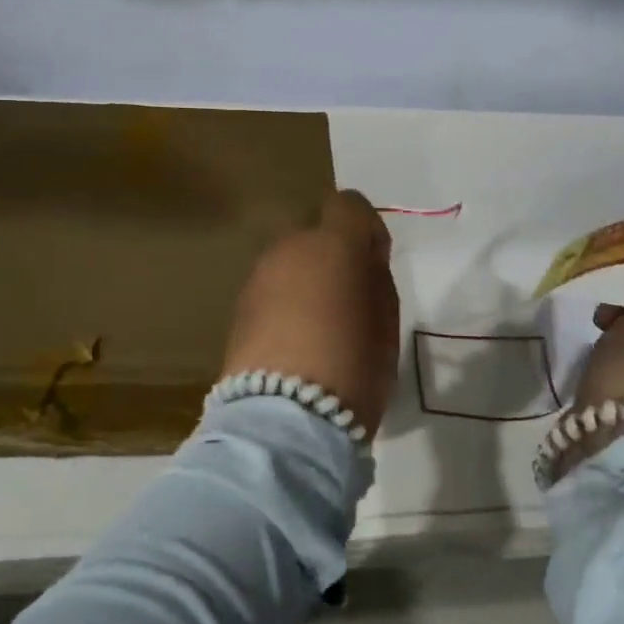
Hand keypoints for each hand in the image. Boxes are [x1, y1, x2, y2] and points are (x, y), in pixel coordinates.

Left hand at [220, 189, 401, 435]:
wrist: (286, 418)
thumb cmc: (353, 366)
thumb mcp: (386, 321)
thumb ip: (375, 279)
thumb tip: (363, 263)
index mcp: (333, 244)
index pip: (349, 205)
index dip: (366, 229)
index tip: (375, 263)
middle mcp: (291, 248)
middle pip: (316, 236)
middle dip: (333, 258)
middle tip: (347, 302)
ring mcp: (258, 276)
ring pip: (290, 264)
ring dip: (305, 282)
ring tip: (318, 328)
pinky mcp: (238, 308)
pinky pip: (271, 292)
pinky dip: (284, 305)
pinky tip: (293, 344)